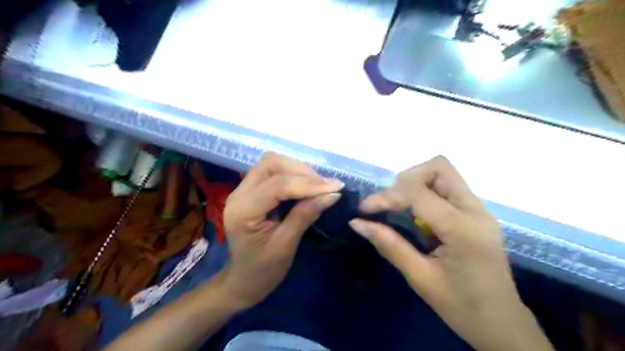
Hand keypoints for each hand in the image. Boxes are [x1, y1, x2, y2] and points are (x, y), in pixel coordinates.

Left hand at [222, 153, 343, 308]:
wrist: (243, 280)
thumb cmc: (263, 270)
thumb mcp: (286, 245)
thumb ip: (306, 215)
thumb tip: (332, 194)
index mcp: (244, 211)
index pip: (277, 185)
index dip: (308, 184)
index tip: (336, 187)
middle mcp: (238, 194)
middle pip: (271, 163)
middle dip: (301, 171)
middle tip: (325, 186)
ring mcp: (242, 190)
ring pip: (272, 163)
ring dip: (298, 170)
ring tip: (318, 186)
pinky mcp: (250, 190)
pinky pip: (272, 172)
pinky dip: (292, 175)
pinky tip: (306, 186)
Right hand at [350, 158, 550, 350]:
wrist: (501, 324)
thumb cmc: (461, 307)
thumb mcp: (420, 277)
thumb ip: (389, 245)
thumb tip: (357, 223)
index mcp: (463, 228)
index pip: (418, 193)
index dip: (386, 196)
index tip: (365, 210)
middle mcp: (475, 210)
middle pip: (438, 167)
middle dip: (406, 180)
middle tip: (389, 205)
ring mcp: (478, 210)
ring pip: (443, 173)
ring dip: (416, 184)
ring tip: (400, 209)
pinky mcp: (475, 214)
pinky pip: (446, 188)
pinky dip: (425, 193)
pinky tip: (416, 216)